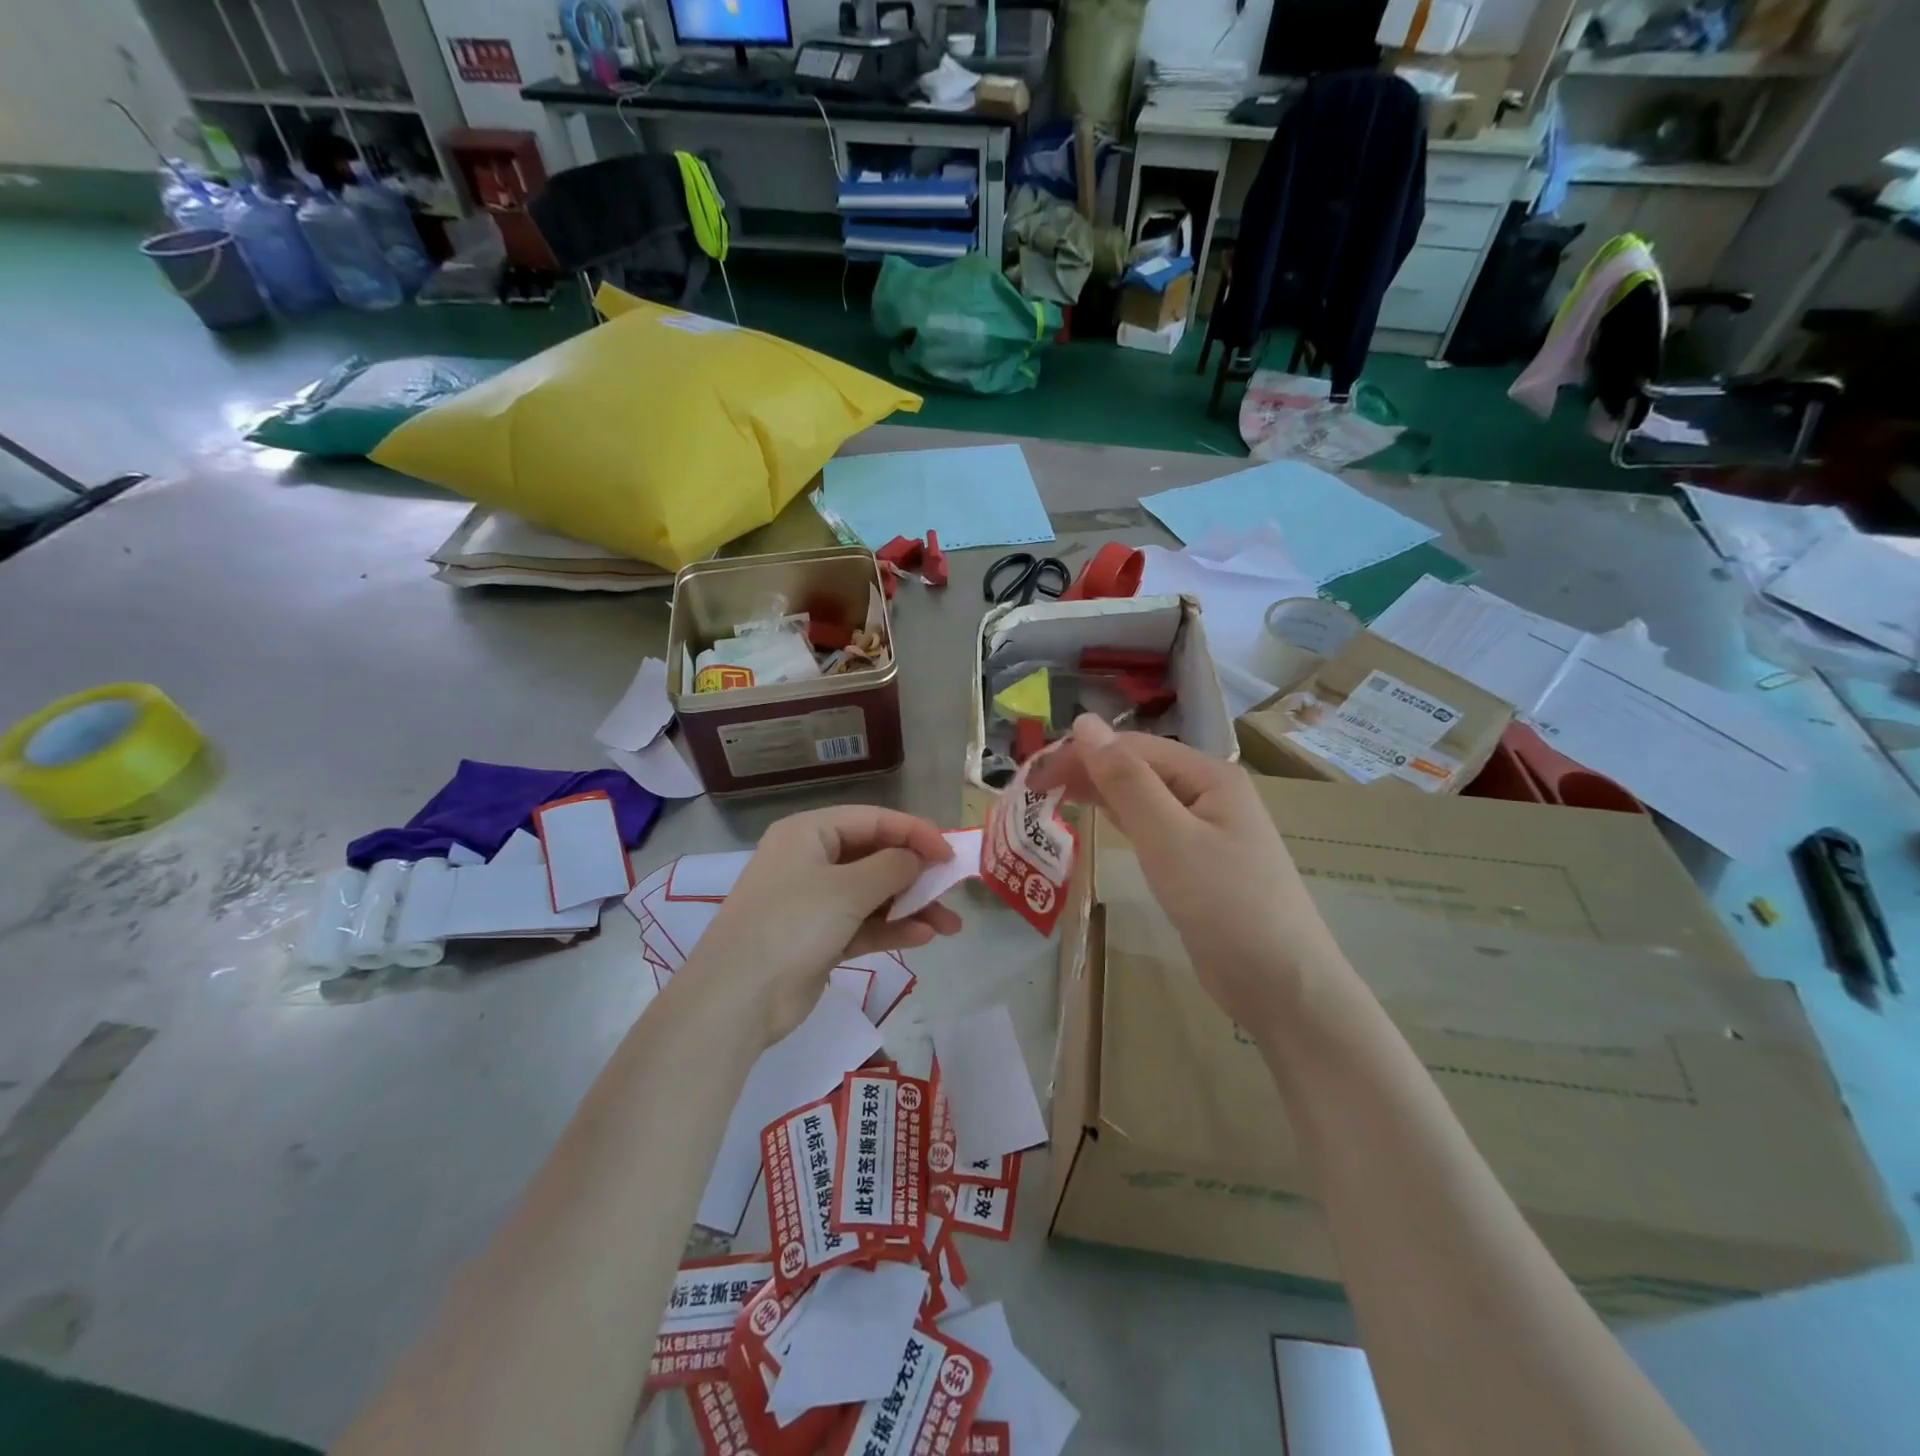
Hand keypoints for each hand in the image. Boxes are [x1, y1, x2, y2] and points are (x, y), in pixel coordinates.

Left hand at [685, 806, 962, 1044]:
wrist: (737, 999)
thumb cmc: (792, 925)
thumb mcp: (847, 889)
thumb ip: (892, 867)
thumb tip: (919, 859)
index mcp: (809, 833)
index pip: (873, 820)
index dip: (914, 832)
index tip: (950, 854)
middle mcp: (810, 860)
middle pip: (875, 856)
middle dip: (916, 874)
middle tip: (953, 889)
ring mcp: (814, 902)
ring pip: (873, 894)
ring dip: (911, 906)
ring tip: (950, 925)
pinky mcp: (819, 938)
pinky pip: (864, 925)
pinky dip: (892, 929)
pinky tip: (923, 937)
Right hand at [1026, 716, 1344, 1031]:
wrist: (1281, 985)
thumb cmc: (1225, 904)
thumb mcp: (1169, 837)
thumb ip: (1125, 779)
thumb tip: (1085, 722)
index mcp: (1210, 774)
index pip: (1133, 747)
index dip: (1081, 753)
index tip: (1033, 774)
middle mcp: (1210, 792)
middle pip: (1139, 768)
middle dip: (1088, 771)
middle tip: (1034, 789)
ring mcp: (1206, 828)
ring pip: (1143, 796)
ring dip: (1100, 793)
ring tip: (1052, 798)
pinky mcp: (1198, 861)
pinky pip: (1152, 826)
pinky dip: (1121, 819)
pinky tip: (1097, 819)